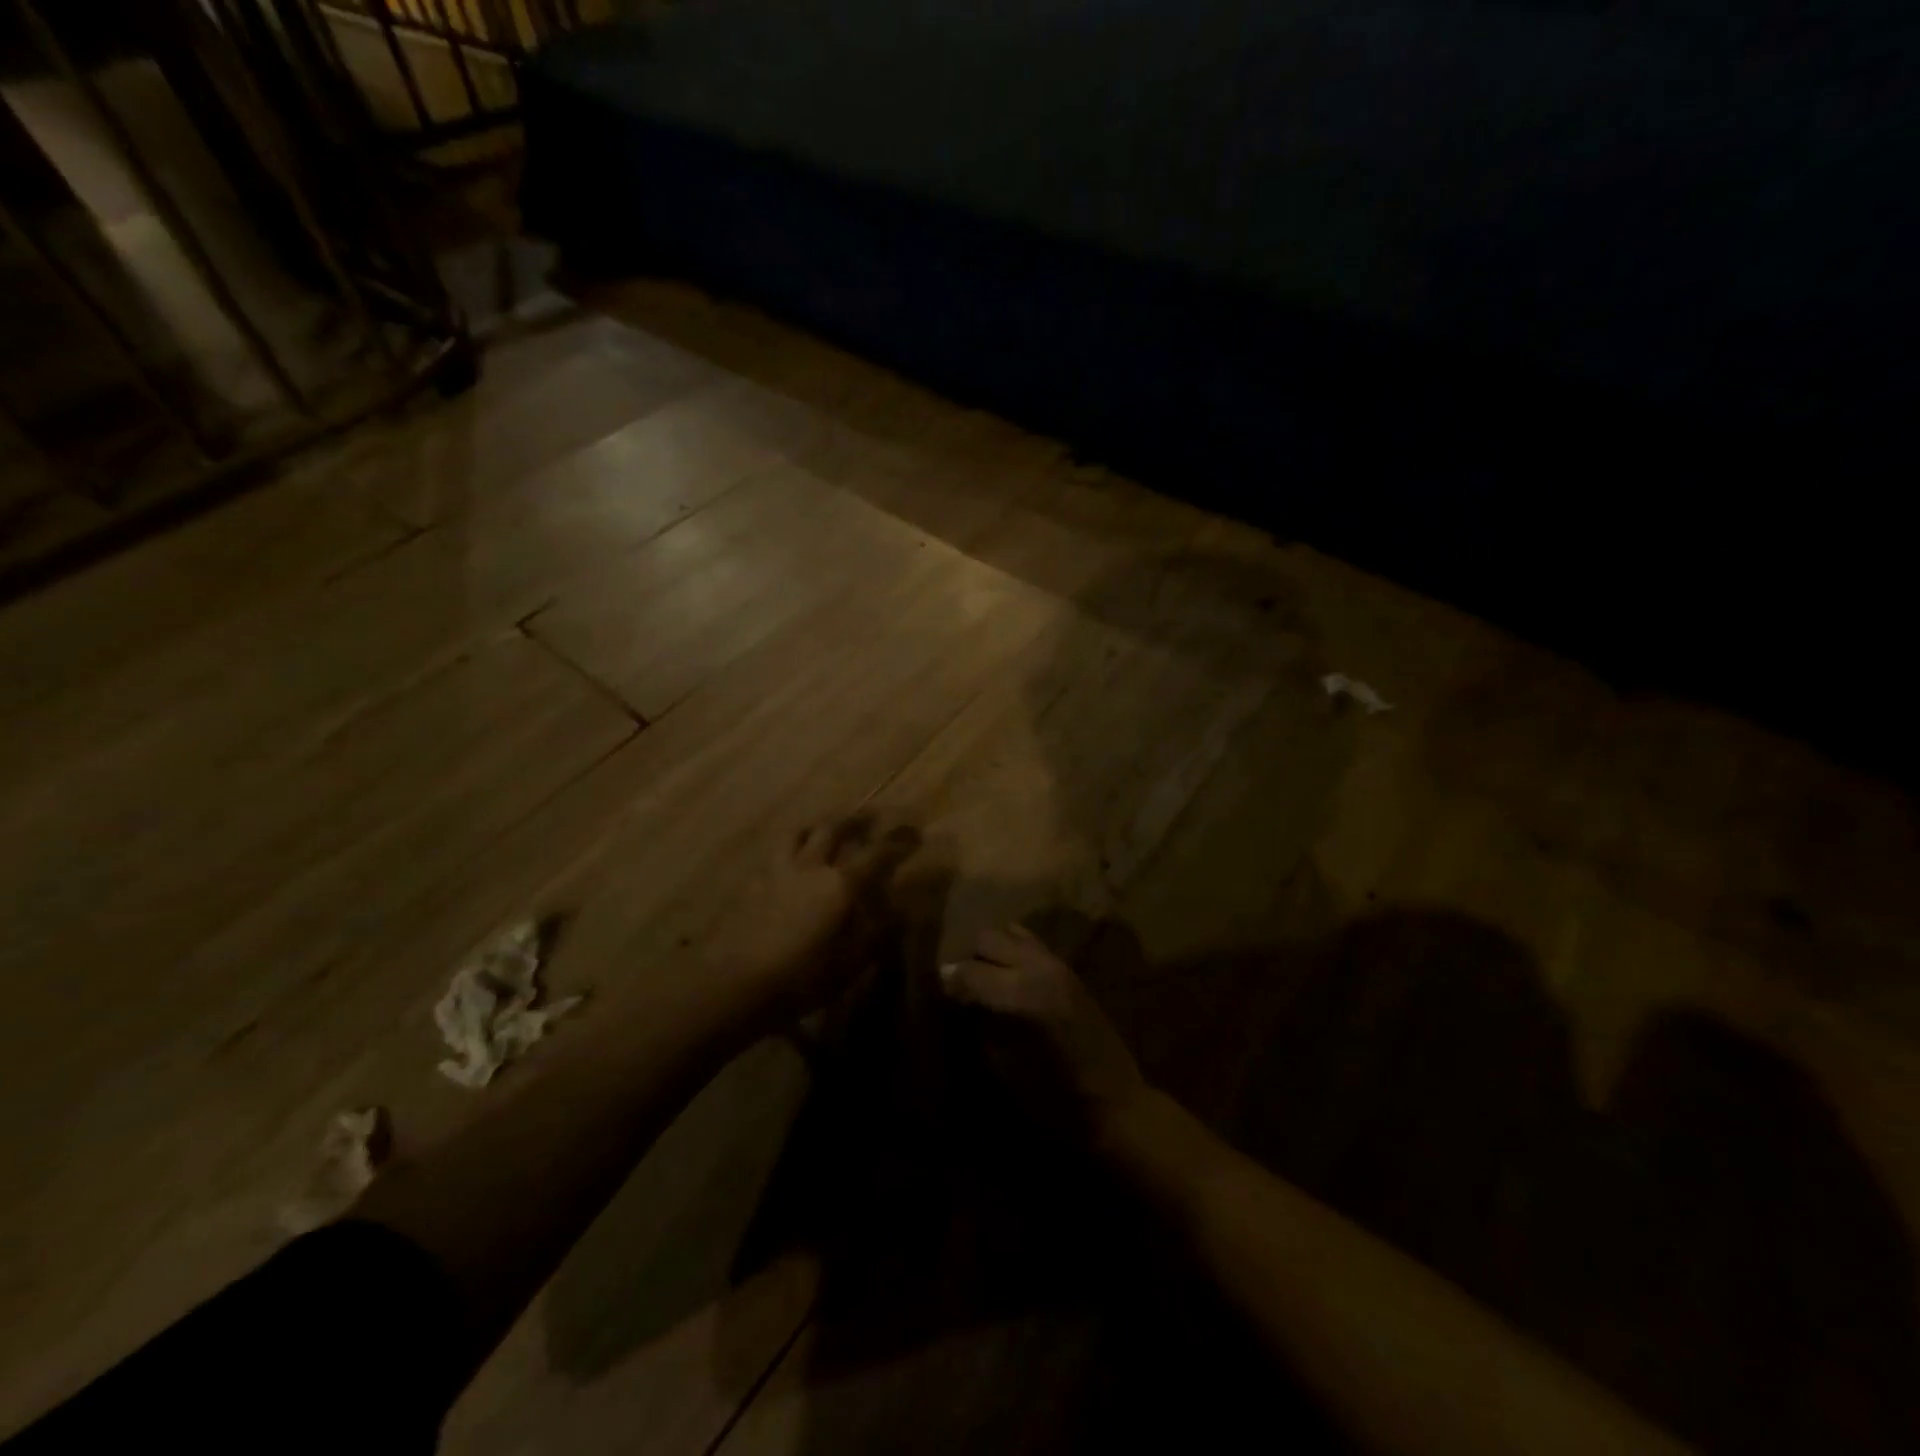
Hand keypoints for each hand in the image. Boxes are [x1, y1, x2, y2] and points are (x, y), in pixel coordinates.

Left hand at [711, 813, 918, 1023]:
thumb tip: (900, 912)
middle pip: (834, 828)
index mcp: (841, 883)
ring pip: (800, 832)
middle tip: (871, 819)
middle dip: (857, 820)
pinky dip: (793, 847)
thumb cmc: (804, 976)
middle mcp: (813, 866)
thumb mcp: (851, 962)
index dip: (898, 842)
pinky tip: (795, 860)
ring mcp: (780, 871)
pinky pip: (778, 853)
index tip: (914, 834)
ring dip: (818, 826)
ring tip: (826, 829)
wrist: (739, 982)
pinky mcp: (756, 883)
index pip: (877, 853)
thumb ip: (877, 933)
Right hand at [941, 923, 1148, 1138]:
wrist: (1115, 1104)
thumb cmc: (1054, 1100)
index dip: (945, 984)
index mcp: (1022, 994)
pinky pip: (1029, 942)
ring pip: (1006, 933)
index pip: (966, 971)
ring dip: (989, 953)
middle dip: (967, 962)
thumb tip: (956, 1002)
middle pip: (985, 940)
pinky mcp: (1068, 968)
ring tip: (982, 982)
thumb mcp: (1003, 1069)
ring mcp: (1056, 963)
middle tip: (959, 992)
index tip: (933, 998)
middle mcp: (1039, 967)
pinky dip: (1011, 951)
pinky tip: (1007, 978)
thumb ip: (976, 1026)